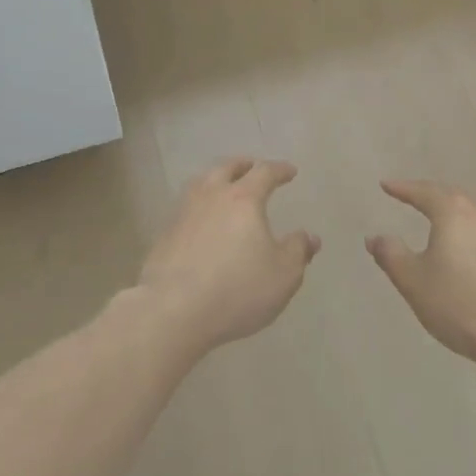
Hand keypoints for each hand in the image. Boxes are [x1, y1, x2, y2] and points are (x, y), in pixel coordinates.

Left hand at [138, 159, 317, 354]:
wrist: (173, 309)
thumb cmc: (237, 289)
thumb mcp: (282, 275)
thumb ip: (298, 251)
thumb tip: (310, 237)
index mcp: (243, 199)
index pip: (264, 172)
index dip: (279, 170)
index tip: (290, 171)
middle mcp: (211, 196)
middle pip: (227, 168)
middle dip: (243, 166)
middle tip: (252, 167)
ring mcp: (183, 212)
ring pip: (201, 183)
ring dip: (216, 179)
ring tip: (224, 187)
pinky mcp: (165, 233)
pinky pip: (186, 207)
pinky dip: (199, 205)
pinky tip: (202, 220)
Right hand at [367, 180, 475, 374]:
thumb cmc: (464, 305)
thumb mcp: (415, 282)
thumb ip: (392, 255)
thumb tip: (374, 236)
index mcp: (454, 211)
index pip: (423, 191)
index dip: (402, 188)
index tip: (386, 185)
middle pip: (453, 197)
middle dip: (431, 196)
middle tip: (413, 197)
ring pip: (475, 216)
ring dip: (455, 216)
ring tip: (440, 224)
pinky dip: (473, 238)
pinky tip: (471, 255)